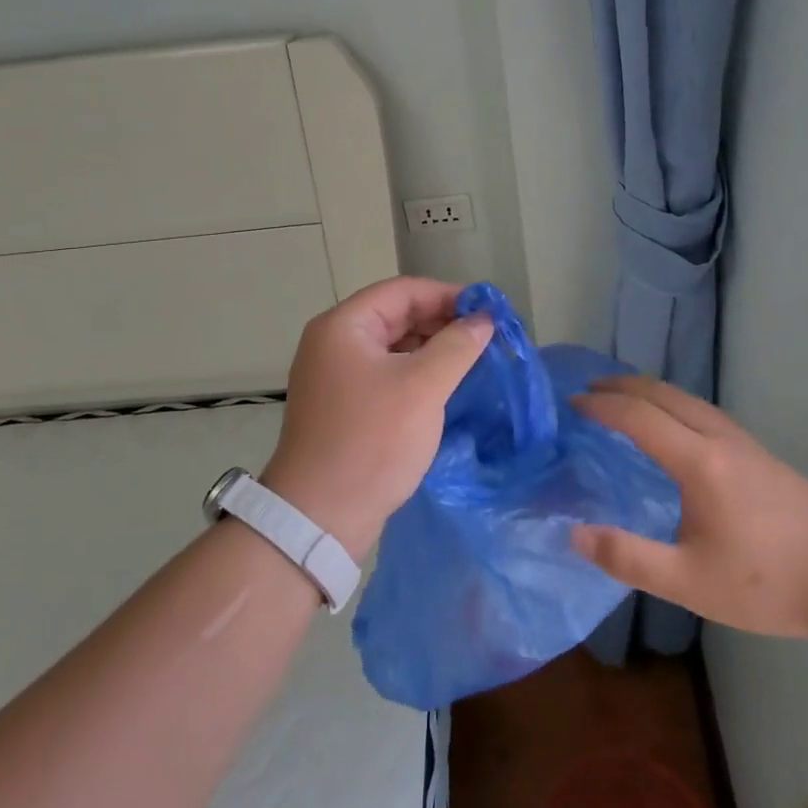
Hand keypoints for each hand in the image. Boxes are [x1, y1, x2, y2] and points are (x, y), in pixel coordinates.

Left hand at [262, 277, 491, 559]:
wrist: (320, 515)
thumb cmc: (372, 440)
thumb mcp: (423, 386)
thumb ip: (457, 345)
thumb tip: (483, 320)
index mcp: (343, 326)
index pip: (402, 291)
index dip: (447, 295)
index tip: (487, 311)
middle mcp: (333, 343)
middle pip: (395, 316)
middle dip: (441, 322)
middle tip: (486, 338)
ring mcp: (335, 377)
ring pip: (392, 348)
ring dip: (431, 350)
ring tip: (473, 362)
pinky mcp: (342, 407)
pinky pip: (385, 375)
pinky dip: (416, 375)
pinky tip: (445, 388)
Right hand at [570, 377, 807, 641]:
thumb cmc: (769, 584)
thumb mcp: (690, 582)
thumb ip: (628, 557)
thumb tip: (573, 533)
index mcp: (699, 462)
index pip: (639, 417)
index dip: (601, 407)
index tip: (571, 405)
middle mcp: (720, 439)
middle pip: (664, 394)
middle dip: (622, 386)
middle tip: (588, 391)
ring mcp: (745, 443)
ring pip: (687, 399)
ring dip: (649, 392)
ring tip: (622, 400)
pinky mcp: (760, 455)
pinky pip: (704, 412)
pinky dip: (672, 404)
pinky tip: (673, 428)